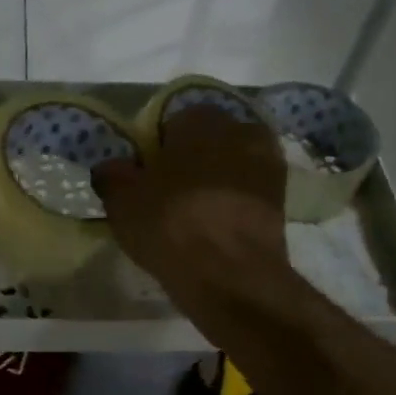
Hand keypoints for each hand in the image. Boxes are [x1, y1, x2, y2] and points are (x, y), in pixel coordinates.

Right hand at [92, 105, 292, 319]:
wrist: (232, 275)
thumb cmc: (171, 224)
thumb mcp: (122, 200)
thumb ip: (112, 175)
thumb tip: (111, 167)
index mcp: (200, 119)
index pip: (172, 123)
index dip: (157, 150)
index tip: (147, 177)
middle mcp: (241, 130)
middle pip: (208, 141)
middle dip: (192, 161)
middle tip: (169, 196)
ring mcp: (269, 164)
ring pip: (231, 166)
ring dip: (216, 182)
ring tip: (195, 216)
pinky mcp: (284, 199)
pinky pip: (248, 193)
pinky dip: (234, 204)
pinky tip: (217, 229)